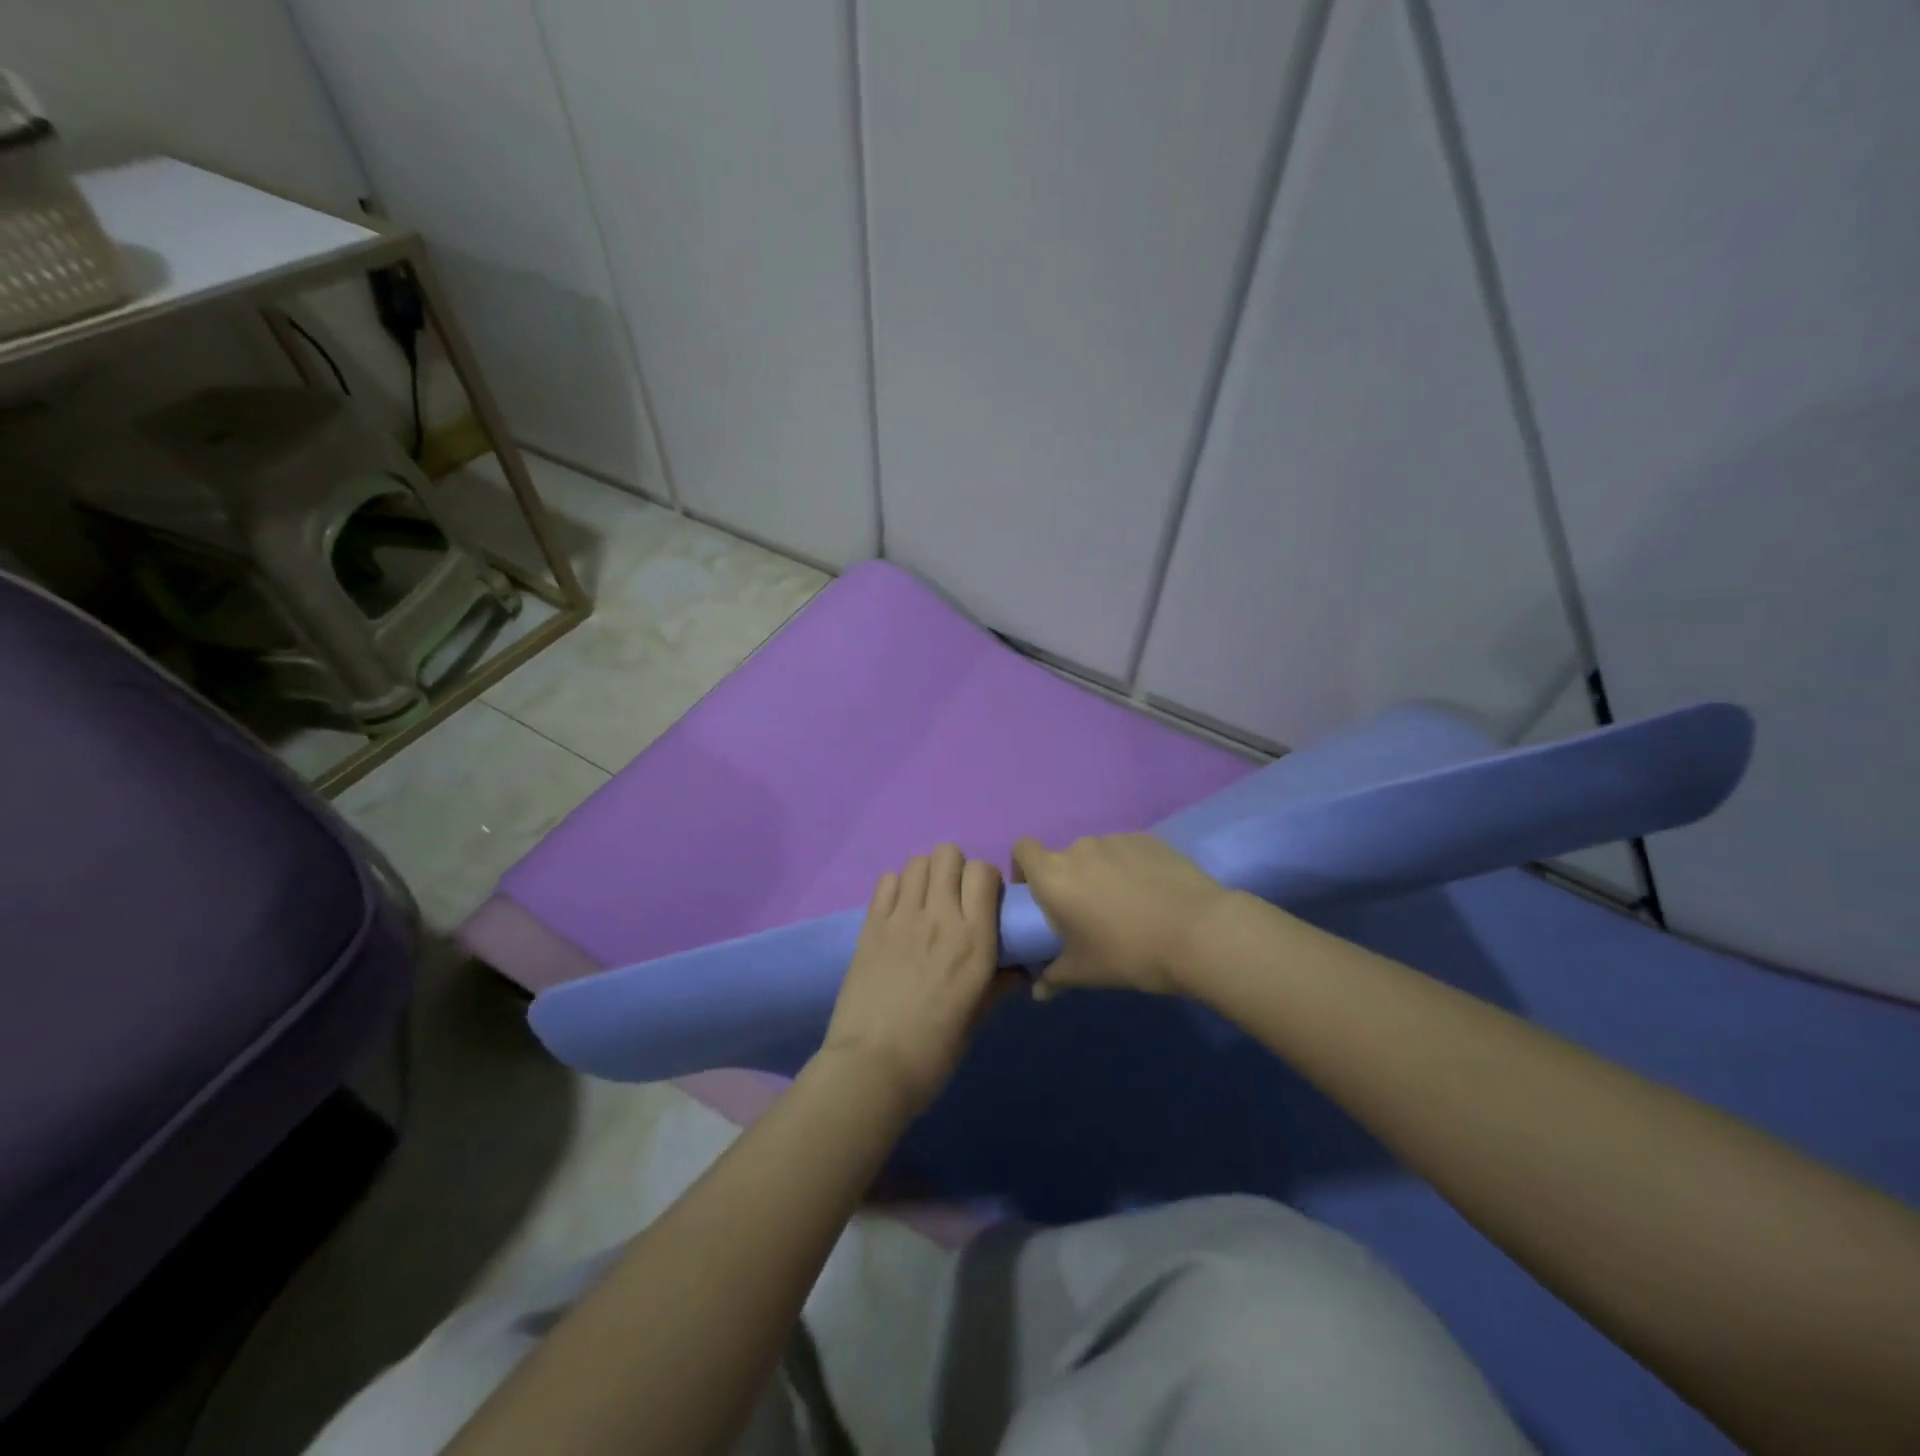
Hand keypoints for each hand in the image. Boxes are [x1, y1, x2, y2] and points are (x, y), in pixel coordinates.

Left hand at [819, 844, 1005, 1114]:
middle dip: (955, 869)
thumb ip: (999, 984)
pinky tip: (898, 912)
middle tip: (953, 899)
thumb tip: (1019, 969)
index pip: (983, 872)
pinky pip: (886, 881)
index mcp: (974, 940)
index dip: (986, 880)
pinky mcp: (871, 925)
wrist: (871, 1069)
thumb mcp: (977, 1018)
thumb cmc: (933, 1052)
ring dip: (926, 874)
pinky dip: (896, 887)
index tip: (984, 902)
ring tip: (925, 902)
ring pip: (917, 861)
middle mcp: (940, 917)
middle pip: (948, 854)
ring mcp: (901, 917)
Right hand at [1011, 833, 1229, 997]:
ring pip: (1097, 855)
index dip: (1024, 868)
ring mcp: (1116, 840)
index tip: (1037, 895)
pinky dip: (1130, 868)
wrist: (1199, 933)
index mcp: (1053, 876)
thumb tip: (1037, 991)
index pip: (1022, 850)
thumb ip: (1053, 977)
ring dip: (1100, 874)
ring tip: (1125, 906)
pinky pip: (1127, 851)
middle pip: (1062, 857)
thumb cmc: (1129, 953)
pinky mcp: (1148, 839)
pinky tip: (1152, 895)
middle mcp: (1079, 849)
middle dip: (1069, 880)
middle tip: (1087, 914)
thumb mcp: (1085, 972)